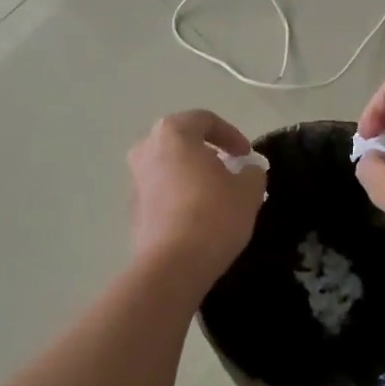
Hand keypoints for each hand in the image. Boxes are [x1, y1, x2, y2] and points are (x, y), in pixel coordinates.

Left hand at [128, 109, 267, 284]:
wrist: (172, 265)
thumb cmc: (214, 215)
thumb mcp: (248, 190)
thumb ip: (251, 171)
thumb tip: (247, 170)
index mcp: (173, 133)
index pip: (205, 120)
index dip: (231, 135)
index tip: (246, 155)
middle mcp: (146, 149)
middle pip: (182, 141)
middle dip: (208, 153)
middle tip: (231, 170)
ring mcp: (135, 179)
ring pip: (170, 166)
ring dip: (193, 174)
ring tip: (217, 195)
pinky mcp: (133, 208)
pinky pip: (162, 190)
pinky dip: (180, 194)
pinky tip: (199, 215)